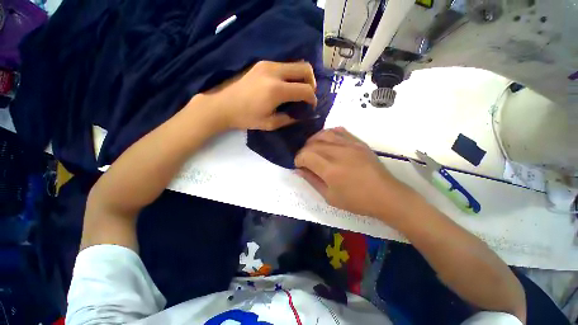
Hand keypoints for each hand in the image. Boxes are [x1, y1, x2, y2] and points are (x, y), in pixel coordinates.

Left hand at [200, 61, 316, 130]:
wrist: (223, 105)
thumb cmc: (246, 118)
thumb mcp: (270, 124)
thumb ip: (289, 119)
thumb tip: (302, 115)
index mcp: (276, 90)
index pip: (305, 89)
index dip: (312, 99)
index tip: (311, 106)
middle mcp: (274, 72)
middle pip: (305, 68)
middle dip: (312, 82)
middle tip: (308, 95)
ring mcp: (267, 64)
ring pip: (295, 64)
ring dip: (302, 77)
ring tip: (298, 91)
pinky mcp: (262, 63)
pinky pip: (285, 65)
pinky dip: (291, 75)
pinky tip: (286, 85)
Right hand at [294, 127, 418, 222]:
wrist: (386, 195)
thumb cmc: (356, 201)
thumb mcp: (330, 197)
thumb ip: (312, 181)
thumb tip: (299, 170)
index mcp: (330, 169)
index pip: (305, 155)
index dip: (298, 160)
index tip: (299, 167)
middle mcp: (338, 152)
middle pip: (312, 144)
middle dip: (304, 151)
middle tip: (305, 161)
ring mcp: (349, 144)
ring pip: (323, 134)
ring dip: (313, 140)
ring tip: (313, 149)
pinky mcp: (358, 142)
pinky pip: (339, 130)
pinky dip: (328, 134)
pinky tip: (327, 141)